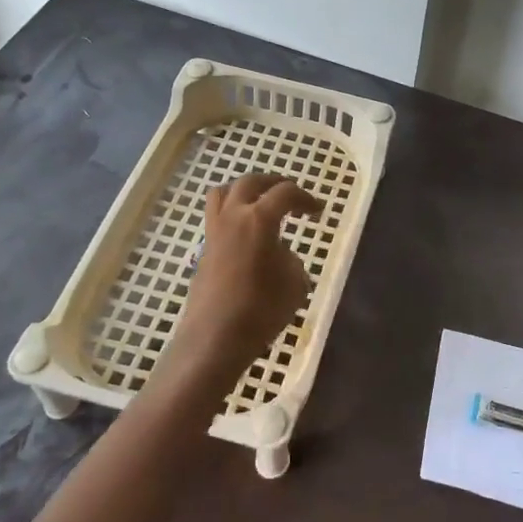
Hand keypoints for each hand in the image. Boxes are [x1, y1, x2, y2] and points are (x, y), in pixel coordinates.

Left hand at [173, 172, 321, 371]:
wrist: (214, 338)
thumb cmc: (261, 310)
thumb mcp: (295, 284)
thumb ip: (291, 259)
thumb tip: (279, 254)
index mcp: (259, 219)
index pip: (285, 193)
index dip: (305, 198)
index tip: (318, 210)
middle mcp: (233, 217)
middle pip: (250, 182)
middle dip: (273, 183)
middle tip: (290, 194)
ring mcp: (214, 232)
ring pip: (223, 193)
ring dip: (245, 191)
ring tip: (261, 203)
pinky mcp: (204, 250)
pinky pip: (217, 216)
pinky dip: (234, 213)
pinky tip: (247, 234)